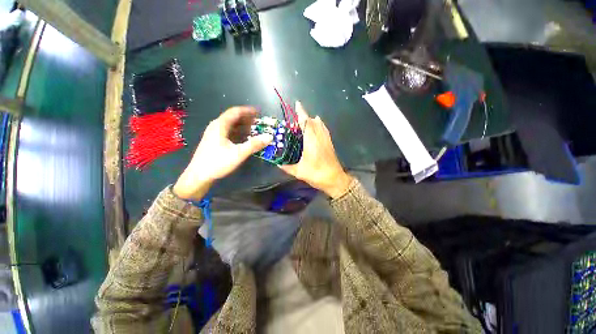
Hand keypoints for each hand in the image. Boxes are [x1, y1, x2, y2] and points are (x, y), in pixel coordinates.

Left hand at [173, 106, 272, 199]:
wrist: (198, 176)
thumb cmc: (217, 162)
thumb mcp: (238, 153)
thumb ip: (254, 144)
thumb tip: (270, 136)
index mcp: (220, 125)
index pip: (235, 112)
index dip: (248, 111)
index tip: (259, 112)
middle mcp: (216, 127)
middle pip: (233, 118)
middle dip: (247, 119)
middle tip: (259, 123)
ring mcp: (215, 134)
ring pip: (232, 126)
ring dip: (244, 127)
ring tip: (255, 130)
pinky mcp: (215, 141)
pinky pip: (229, 133)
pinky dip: (239, 134)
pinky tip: (245, 139)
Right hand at [280, 101, 351, 198]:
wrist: (335, 180)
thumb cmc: (317, 174)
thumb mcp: (299, 172)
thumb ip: (287, 167)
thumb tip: (278, 164)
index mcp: (311, 141)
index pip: (305, 122)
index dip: (301, 113)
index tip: (297, 104)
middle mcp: (319, 137)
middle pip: (313, 121)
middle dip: (305, 116)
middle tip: (296, 117)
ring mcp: (326, 140)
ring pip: (320, 125)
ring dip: (312, 120)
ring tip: (305, 119)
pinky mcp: (330, 143)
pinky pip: (324, 130)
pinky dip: (320, 125)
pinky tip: (317, 126)